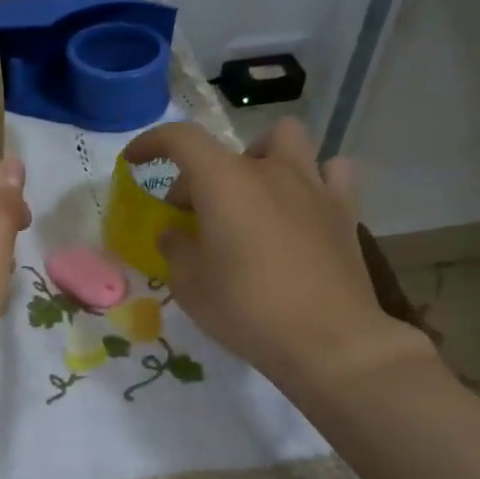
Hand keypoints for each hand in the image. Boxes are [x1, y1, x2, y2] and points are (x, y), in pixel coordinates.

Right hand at [124, 118, 434, 403]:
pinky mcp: (344, 210)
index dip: (152, 143)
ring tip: (251, 194)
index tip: (135, 161)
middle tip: (191, 215)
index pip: (181, 139)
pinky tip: (301, 205)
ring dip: (261, 158)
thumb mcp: (190, 285)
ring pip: (286, 140)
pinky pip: (330, 171)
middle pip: (226, 151)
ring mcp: (313, 186)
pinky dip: (311, 178)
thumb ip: (176, 249)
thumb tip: (174, 232)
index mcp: (224, 182)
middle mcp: (269, 171)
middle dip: (200, 176)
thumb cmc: (246, 309)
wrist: (327, 340)